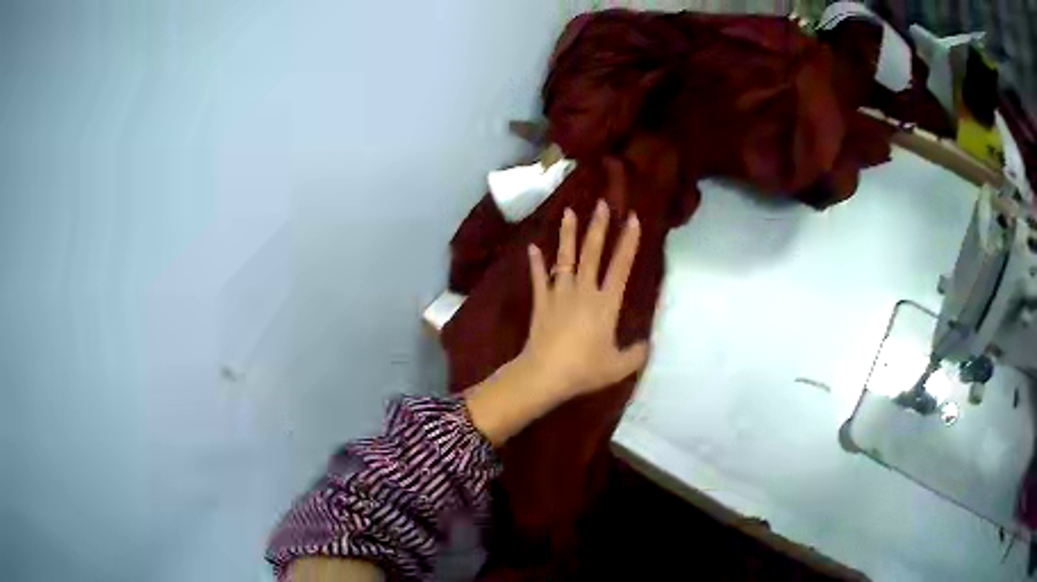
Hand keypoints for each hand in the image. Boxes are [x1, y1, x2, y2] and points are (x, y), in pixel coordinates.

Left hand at [522, 200, 647, 399]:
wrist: (545, 374)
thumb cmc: (585, 369)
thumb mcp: (619, 366)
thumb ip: (637, 354)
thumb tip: (647, 344)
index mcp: (606, 303)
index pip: (621, 266)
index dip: (629, 242)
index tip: (633, 219)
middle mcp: (583, 291)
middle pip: (592, 253)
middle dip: (599, 227)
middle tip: (601, 204)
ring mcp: (559, 294)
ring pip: (565, 258)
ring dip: (568, 235)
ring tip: (569, 212)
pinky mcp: (541, 302)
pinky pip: (538, 278)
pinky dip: (536, 263)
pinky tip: (532, 247)